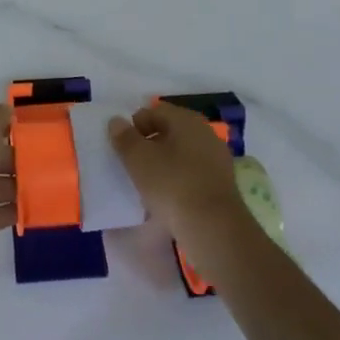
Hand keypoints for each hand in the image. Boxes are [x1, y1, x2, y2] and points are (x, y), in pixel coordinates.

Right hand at [109, 103, 249, 264]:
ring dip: (164, 164)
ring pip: (182, 154)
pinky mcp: (222, 185)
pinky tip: (169, 199)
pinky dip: (179, 181)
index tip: (123, 147)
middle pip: (170, 132)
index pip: (155, 111)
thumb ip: (124, 137)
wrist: (213, 227)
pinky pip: (193, 174)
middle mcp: (205, 133)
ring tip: (147, 185)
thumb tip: (117, 121)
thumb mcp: (138, 159)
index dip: (135, 126)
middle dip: (150, 145)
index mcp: (186, 119)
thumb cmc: (171, 184)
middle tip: (132, 165)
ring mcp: (217, 159)